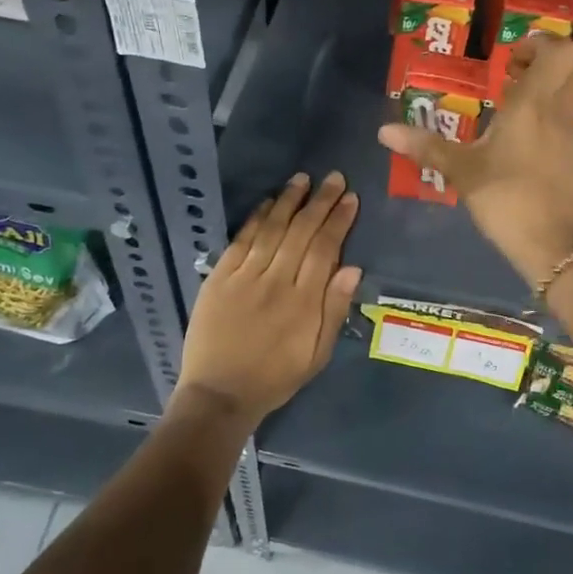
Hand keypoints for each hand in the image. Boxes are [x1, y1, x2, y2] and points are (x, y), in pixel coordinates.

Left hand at [176, 171, 361, 424]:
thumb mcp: (317, 355)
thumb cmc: (275, 377)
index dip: (339, 221)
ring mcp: (245, 277)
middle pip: (301, 232)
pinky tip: (268, 202)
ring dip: (289, 201)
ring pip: (272, 229)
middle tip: (334, 178)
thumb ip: (334, 310)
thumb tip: (353, 268)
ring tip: (303, 179)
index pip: (325, 249)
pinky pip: (241, 240)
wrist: (219, 395)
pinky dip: (256, 218)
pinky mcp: (219, 278)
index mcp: (303, 302)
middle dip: (320, 202)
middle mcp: (276, 281)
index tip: (350, 198)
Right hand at [377, 36, 572, 287]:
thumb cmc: (509, 200)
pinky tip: (513, 140)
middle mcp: (559, 112)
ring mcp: (571, 136)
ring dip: (540, 90)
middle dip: (538, 62)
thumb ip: (426, 147)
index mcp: (535, 105)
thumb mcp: (463, 172)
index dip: (539, 42)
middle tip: (505, 75)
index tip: (509, 57)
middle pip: (565, 66)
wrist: (556, 248)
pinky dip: (543, 116)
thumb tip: (384, 131)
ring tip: (502, 107)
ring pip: (565, 93)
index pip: (560, 51)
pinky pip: (562, 119)